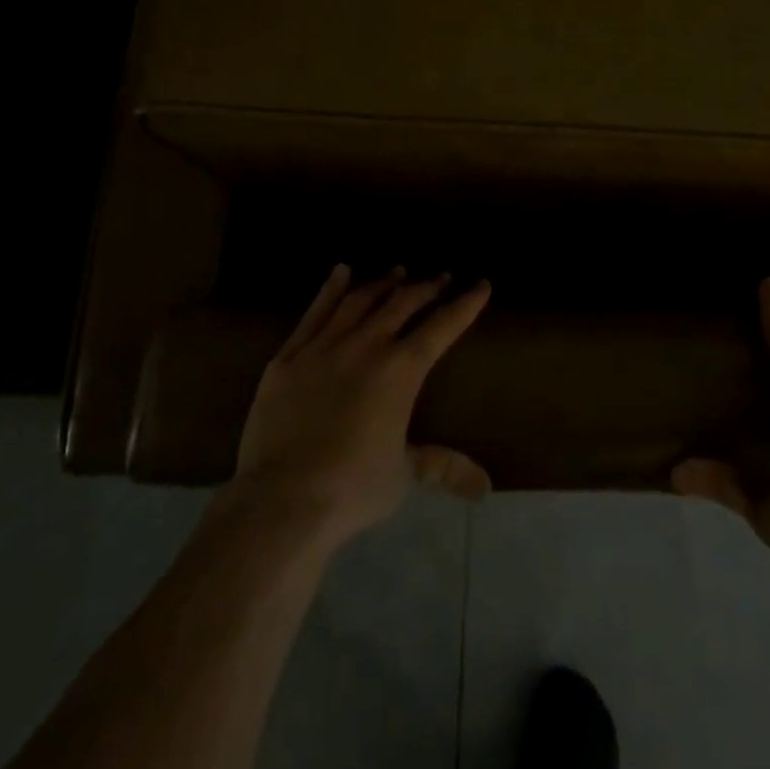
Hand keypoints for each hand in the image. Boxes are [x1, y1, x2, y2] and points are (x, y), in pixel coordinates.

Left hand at [233, 265, 491, 550]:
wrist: (283, 497)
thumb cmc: (352, 487)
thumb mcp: (404, 475)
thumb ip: (442, 467)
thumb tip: (485, 486)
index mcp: (401, 370)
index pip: (442, 327)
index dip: (465, 305)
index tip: (480, 284)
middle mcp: (366, 345)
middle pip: (402, 304)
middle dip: (426, 288)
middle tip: (440, 277)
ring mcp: (325, 345)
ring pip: (360, 301)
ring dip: (382, 283)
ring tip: (397, 272)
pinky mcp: (290, 355)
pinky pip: (315, 312)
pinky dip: (330, 289)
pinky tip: (341, 272)